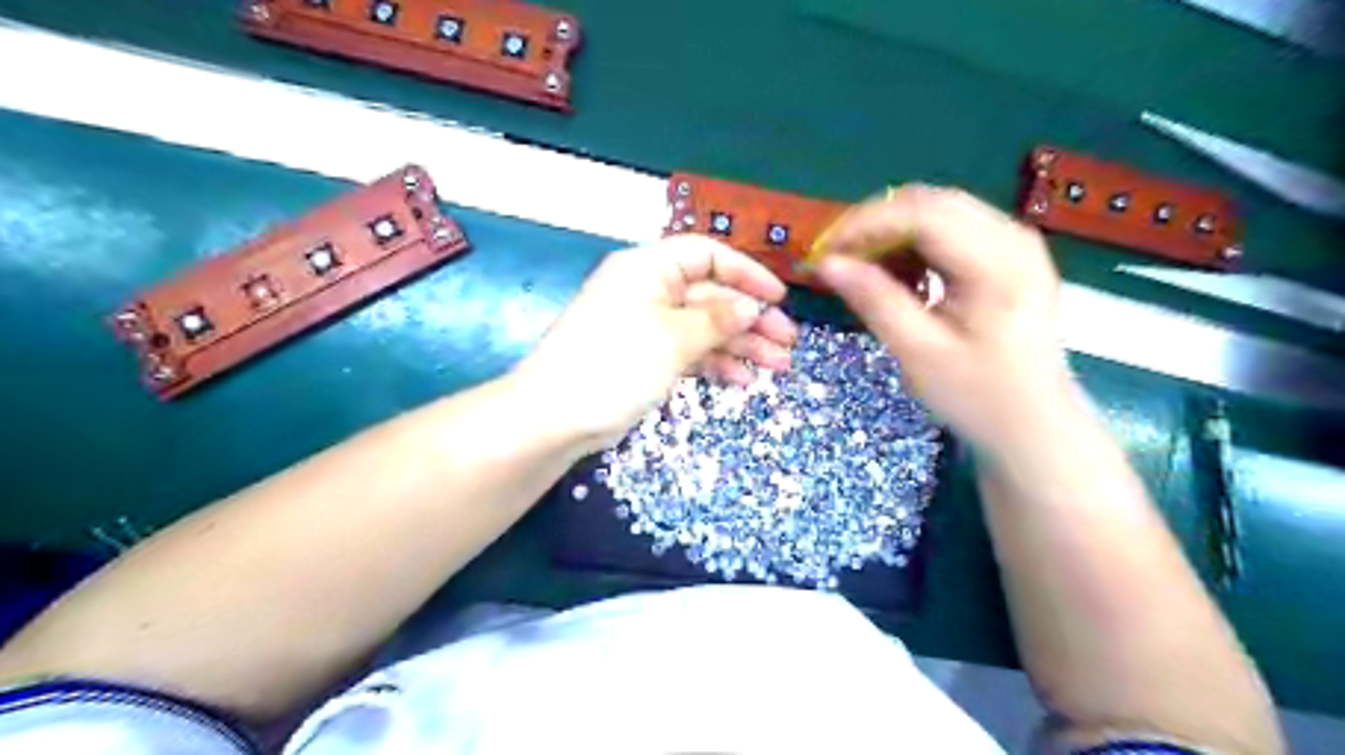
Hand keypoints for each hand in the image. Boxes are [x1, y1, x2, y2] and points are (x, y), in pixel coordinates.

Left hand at [511, 234, 788, 447]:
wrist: (557, 416)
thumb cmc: (615, 364)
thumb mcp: (673, 338)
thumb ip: (717, 319)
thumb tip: (753, 306)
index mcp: (649, 268)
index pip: (706, 255)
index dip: (746, 272)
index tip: (778, 297)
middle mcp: (649, 290)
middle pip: (710, 295)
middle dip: (751, 318)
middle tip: (787, 342)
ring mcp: (647, 326)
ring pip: (703, 327)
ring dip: (740, 345)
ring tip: (777, 367)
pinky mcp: (645, 357)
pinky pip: (688, 351)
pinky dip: (714, 363)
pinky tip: (741, 380)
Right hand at [813, 184, 1078, 451]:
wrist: (1033, 424)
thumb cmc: (978, 396)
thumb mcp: (919, 353)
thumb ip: (874, 300)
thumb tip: (827, 264)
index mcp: (998, 263)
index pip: (922, 214)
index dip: (865, 225)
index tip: (824, 253)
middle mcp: (1013, 238)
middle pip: (931, 203)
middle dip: (875, 225)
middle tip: (836, 258)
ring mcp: (1015, 243)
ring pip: (939, 211)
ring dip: (892, 233)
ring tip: (861, 268)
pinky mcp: (1008, 255)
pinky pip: (951, 230)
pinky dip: (914, 244)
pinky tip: (897, 273)